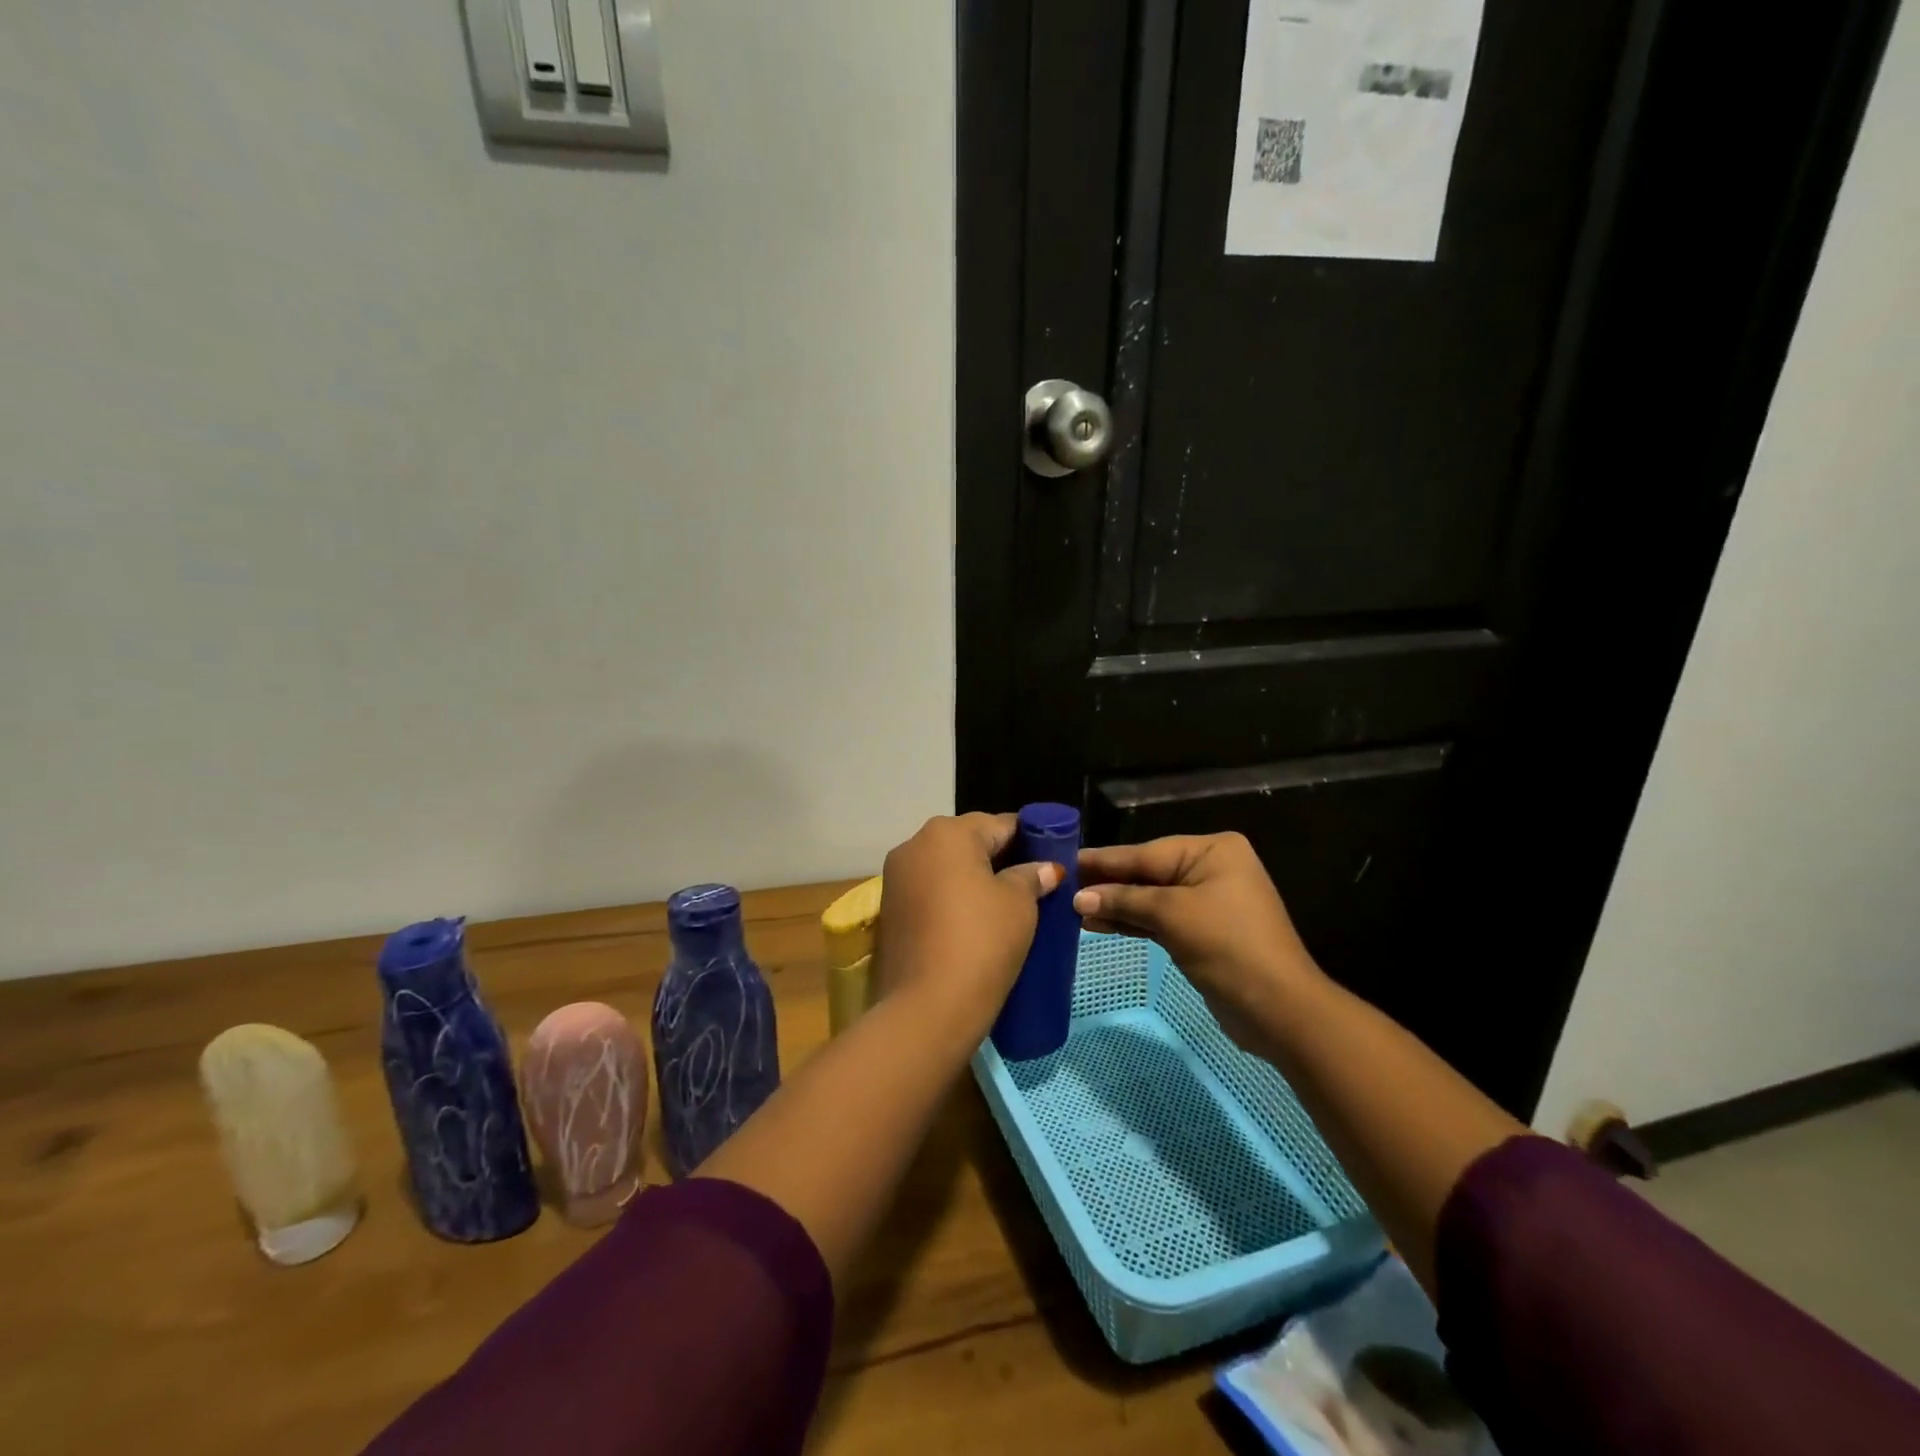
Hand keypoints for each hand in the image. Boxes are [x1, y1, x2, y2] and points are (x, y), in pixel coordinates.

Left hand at [876, 813, 1063, 1035]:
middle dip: (999, 859)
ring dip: (973, 880)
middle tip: (1032, 886)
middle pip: (969, 842)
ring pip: (946, 868)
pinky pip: (929, 892)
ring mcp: (895, 878)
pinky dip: (951, 900)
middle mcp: (914, 845)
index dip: (1031, 840)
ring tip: (1004, 907)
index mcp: (947, 832)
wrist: (926, 1008)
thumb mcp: (1019, 904)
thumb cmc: (981, 941)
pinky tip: (973, 923)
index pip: (1000, 824)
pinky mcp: (888, 911)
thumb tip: (1045, 868)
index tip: (1051, 862)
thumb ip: (1031, 876)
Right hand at [1074, 832, 1321, 1051]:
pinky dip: (1133, 922)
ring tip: (1073, 909)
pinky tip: (1099, 924)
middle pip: (1147, 873)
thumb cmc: (1227, 946)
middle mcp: (1211, 868)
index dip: (1104, 860)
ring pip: (1151, 897)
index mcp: (1212, 850)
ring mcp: (1208, 901)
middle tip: (1062, 886)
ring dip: (1116, 905)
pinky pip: (1160, 918)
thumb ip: (1123, 900)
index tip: (1065, 860)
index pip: (1145, 852)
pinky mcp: (1203, 930)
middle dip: (1107, 884)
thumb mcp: (1171, 915)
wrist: (1278, 1009)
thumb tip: (1078, 897)